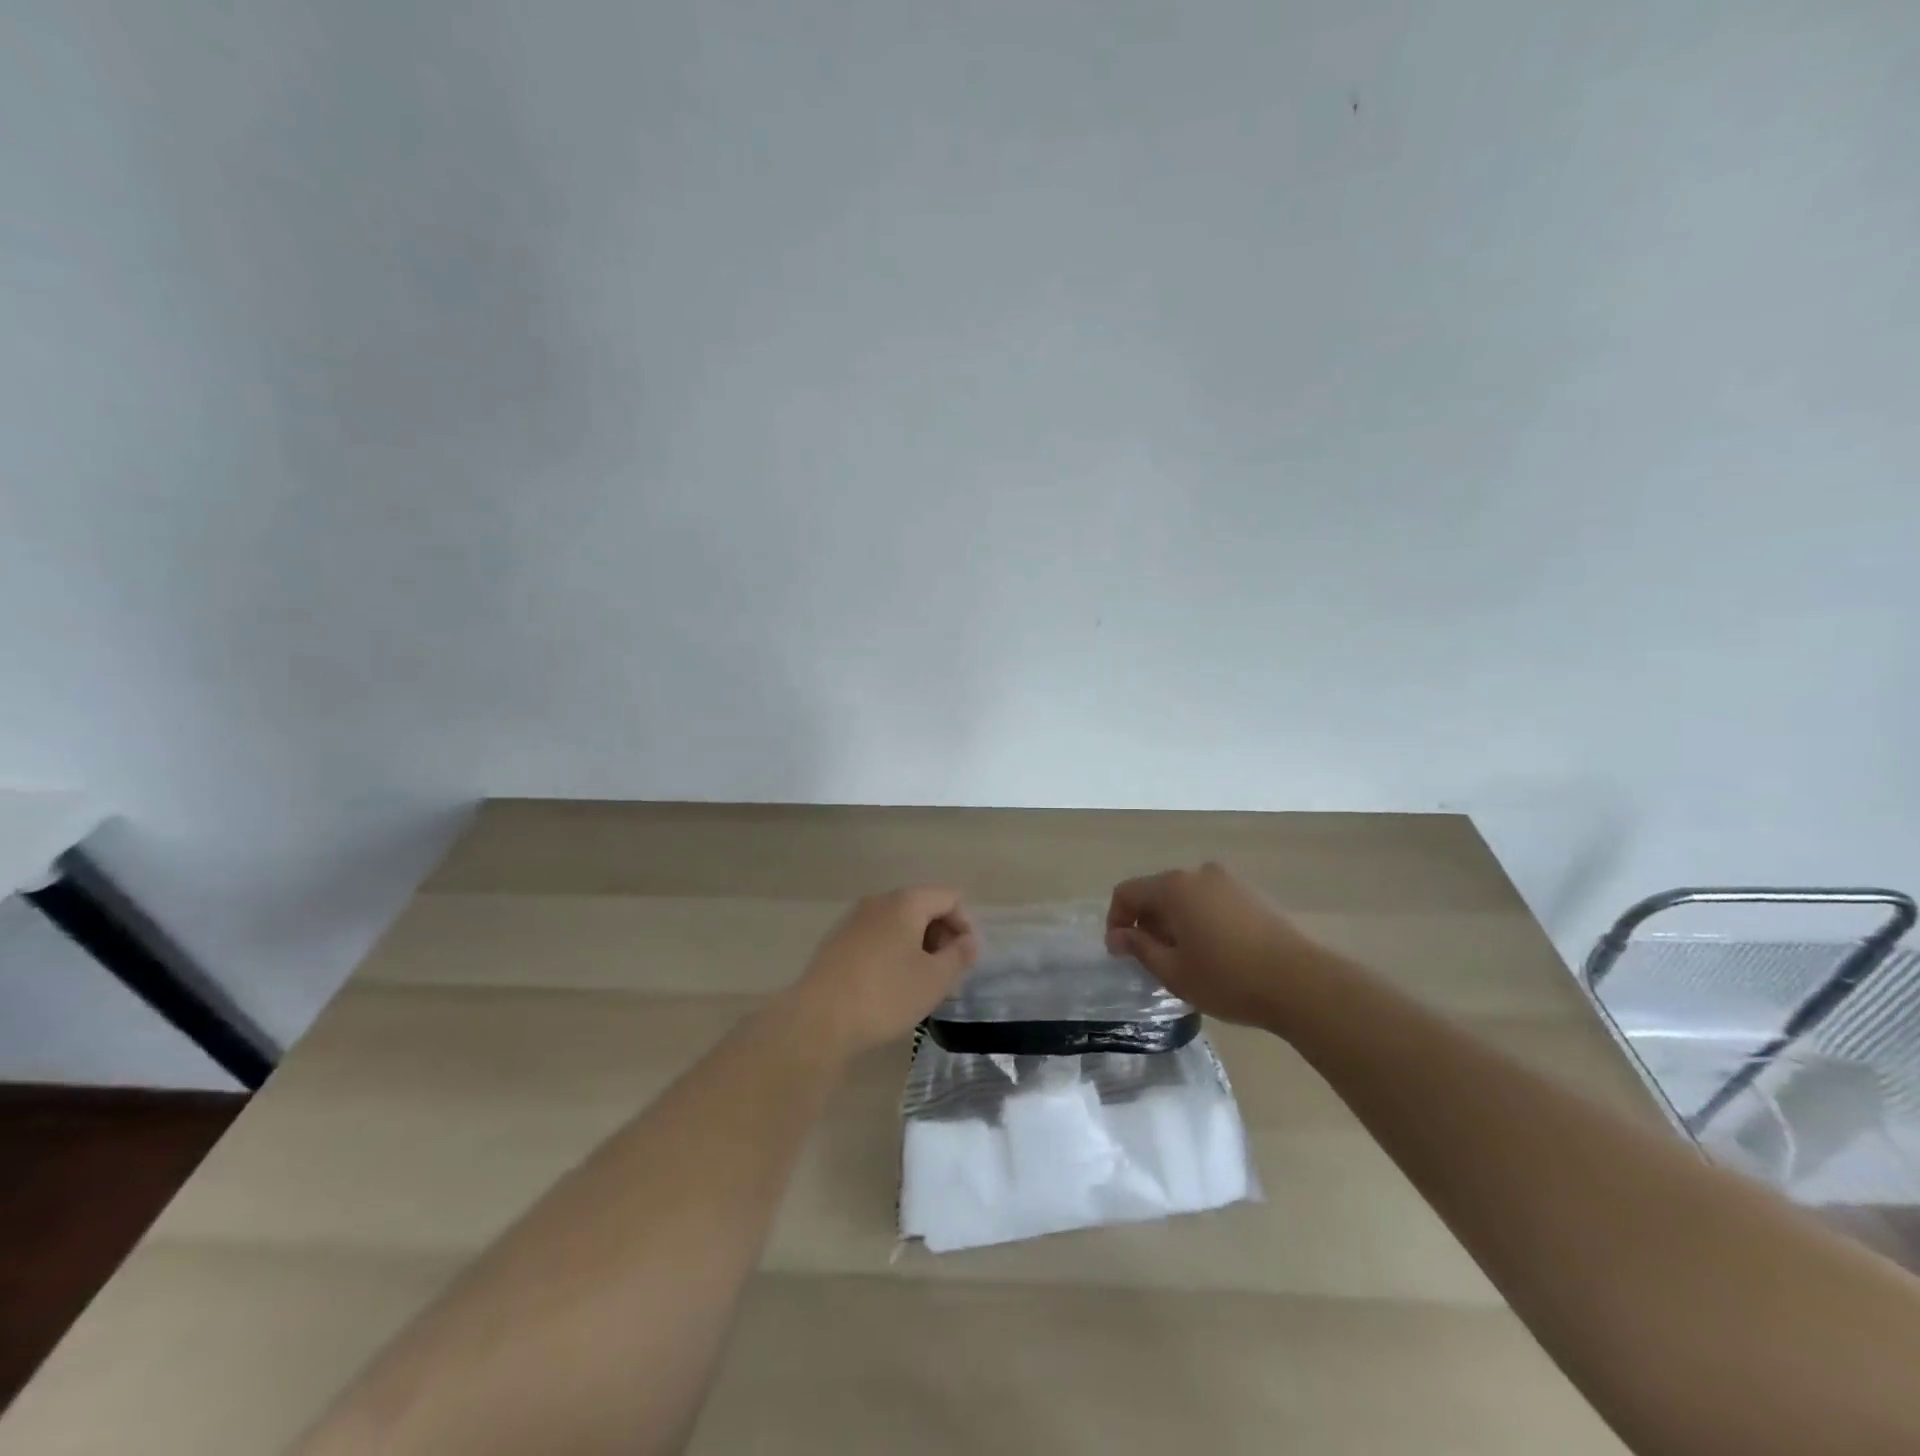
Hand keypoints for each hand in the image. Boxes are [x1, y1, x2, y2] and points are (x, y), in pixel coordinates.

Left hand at [787, 888, 977, 1054]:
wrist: (819, 1019)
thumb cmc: (886, 994)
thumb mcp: (935, 979)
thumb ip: (959, 955)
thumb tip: (968, 940)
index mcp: (906, 902)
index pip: (949, 897)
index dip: (964, 925)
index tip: (965, 960)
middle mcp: (879, 901)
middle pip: (922, 906)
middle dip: (941, 936)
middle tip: (947, 974)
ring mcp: (854, 919)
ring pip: (898, 924)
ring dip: (917, 946)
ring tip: (921, 983)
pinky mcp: (837, 941)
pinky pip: (877, 937)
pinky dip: (893, 952)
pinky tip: (891, 985)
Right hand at [1105, 862, 1333, 1026]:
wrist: (1302, 983)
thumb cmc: (1228, 979)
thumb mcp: (1174, 972)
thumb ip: (1139, 949)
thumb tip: (1117, 937)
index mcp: (1173, 887)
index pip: (1127, 893)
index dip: (1116, 921)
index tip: (1120, 953)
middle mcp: (1198, 873)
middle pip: (1157, 891)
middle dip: (1146, 922)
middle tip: (1152, 959)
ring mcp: (1229, 881)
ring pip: (1186, 896)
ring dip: (1174, 921)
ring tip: (1184, 958)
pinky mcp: (1252, 894)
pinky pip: (1211, 900)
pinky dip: (1200, 919)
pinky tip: (1214, 951)